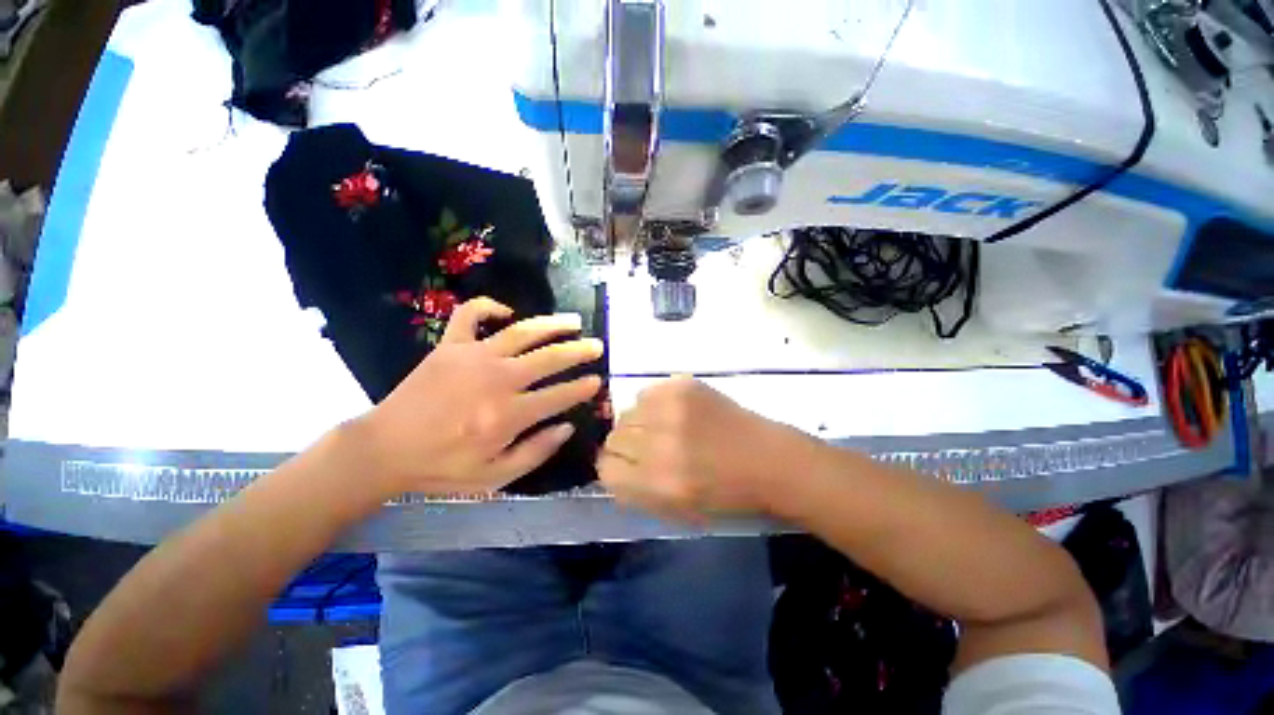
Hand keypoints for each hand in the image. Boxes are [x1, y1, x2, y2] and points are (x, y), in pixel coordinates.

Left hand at [353, 297, 603, 496]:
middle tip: (597, 346)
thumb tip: (566, 427)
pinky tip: (506, 312)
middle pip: (549, 358)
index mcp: (508, 415)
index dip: (582, 388)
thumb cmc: (442, 467)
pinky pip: (470, 314)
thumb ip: (535, 452)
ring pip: (522, 332)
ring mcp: (473, 357)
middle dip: (578, 351)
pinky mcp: (450, 346)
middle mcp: (497, 380)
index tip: (597, 381)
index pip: (559, 396)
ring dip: (552, 325)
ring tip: (573, 322)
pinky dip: (489, 307)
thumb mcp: (494, 477)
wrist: (383, 449)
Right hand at [597, 377, 811, 521]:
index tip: (627, 467)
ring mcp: (671, 409)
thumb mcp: (676, 511)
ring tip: (663, 428)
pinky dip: (654, 404)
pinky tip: (676, 412)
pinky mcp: (683, 386)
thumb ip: (635, 492)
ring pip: (627, 412)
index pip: (605, 468)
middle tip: (648, 447)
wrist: (767, 459)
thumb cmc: (726, 495)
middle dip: (626, 446)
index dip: (614, 468)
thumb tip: (610, 468)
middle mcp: (658, 443)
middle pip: (613, 437)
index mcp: (657, 483)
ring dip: (639, 423)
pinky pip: (647, 392)